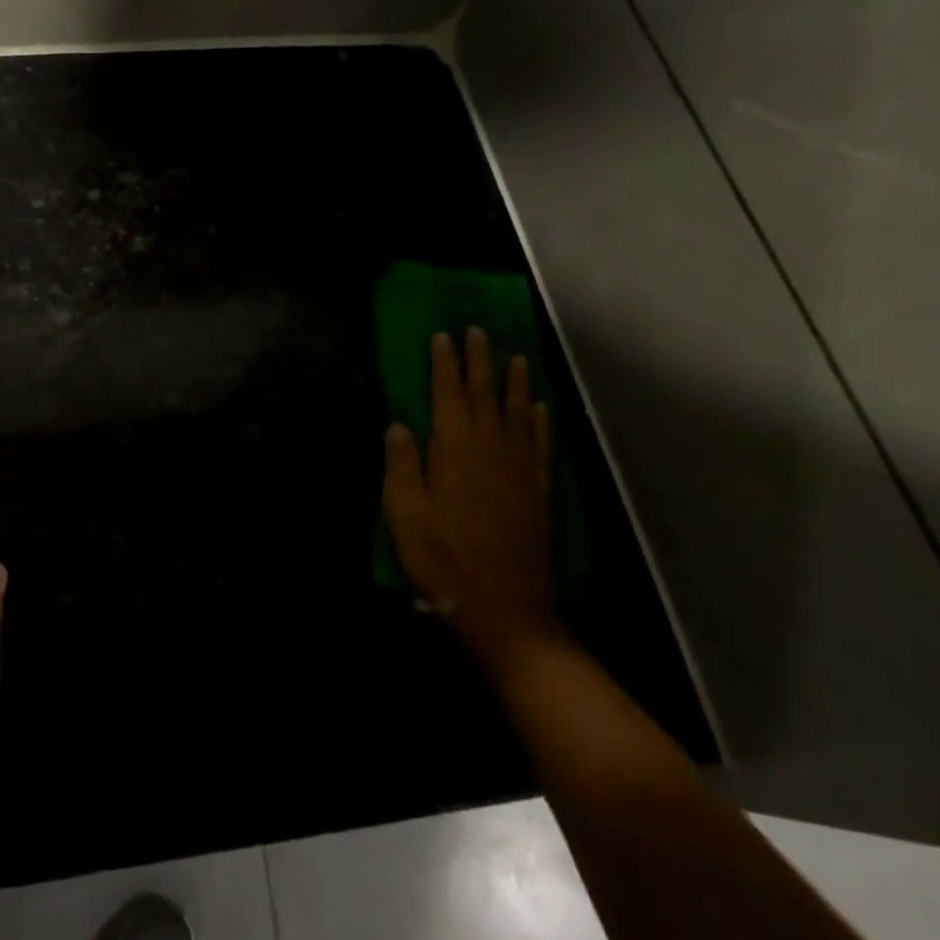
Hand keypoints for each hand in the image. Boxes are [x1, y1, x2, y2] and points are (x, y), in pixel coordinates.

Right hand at [382, 329, 559, 673]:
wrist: (506, 608)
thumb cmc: (444, 560)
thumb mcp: (405, 514)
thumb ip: (401, 465)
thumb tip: (398, 425)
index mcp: (455, 449)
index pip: (448, 394)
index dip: (444, 363)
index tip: (442, 335)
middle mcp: (491, 448)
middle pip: (485, 394)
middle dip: (479, 360)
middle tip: (478, 331)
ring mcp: (520, 468)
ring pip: (518, 412)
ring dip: (515, 382)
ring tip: (515, 356)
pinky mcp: (538, 490)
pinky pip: (541, 444)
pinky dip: (540, 421)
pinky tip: (540, 407)